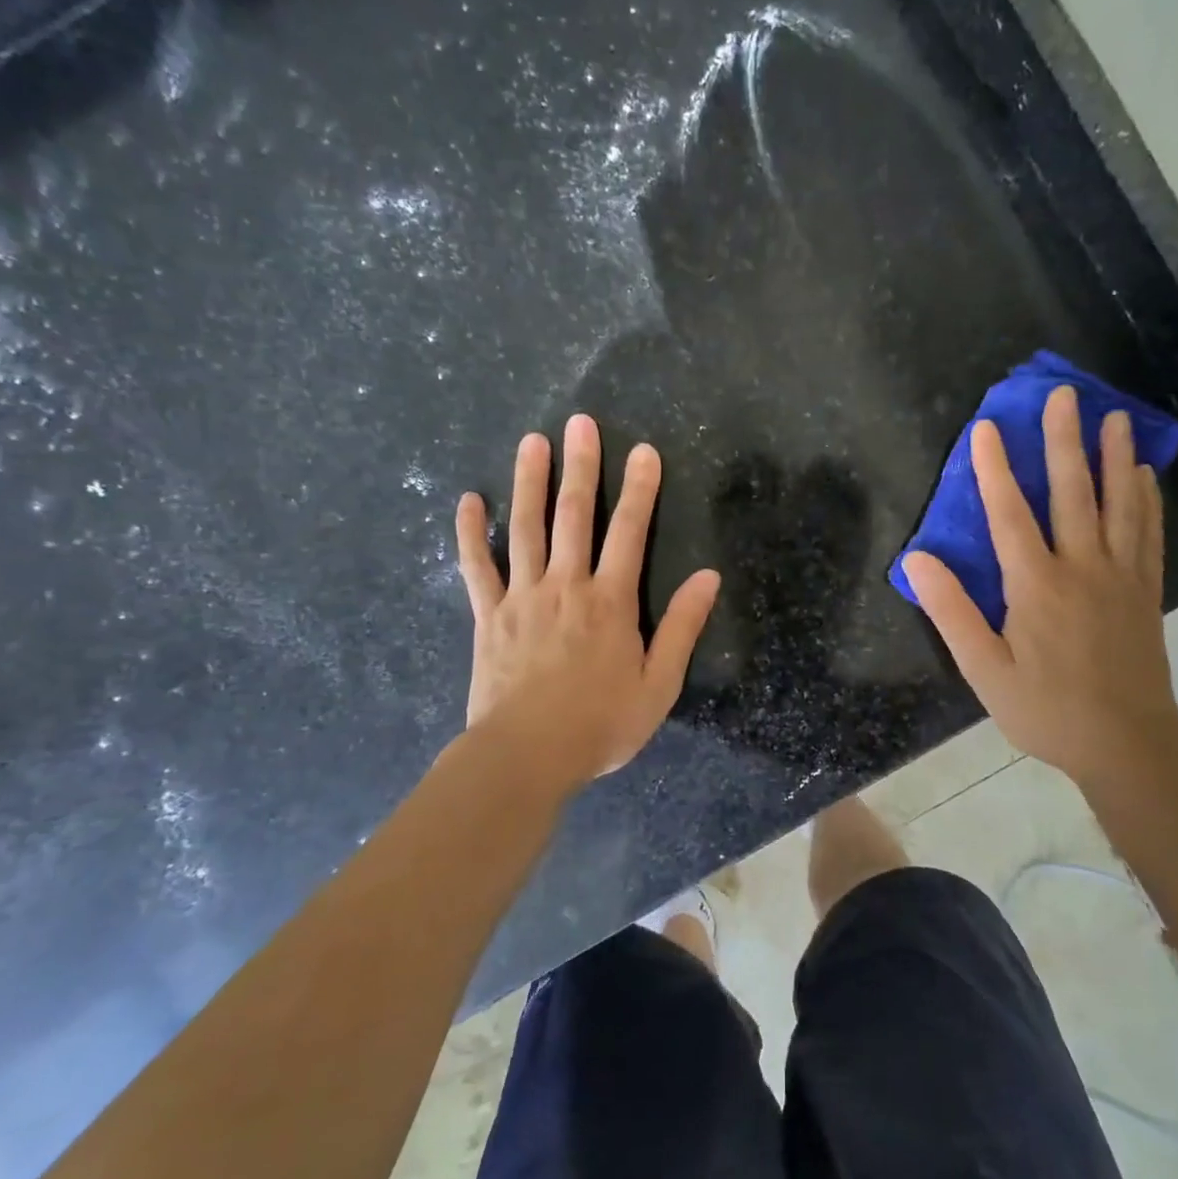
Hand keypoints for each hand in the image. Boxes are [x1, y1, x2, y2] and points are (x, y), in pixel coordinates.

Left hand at [456, 415, 720, 785]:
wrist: (526, 755)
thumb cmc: (600, 724)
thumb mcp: (659, 683)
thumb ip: (683, 626)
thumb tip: (709, 577)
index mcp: (611, 602)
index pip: (630, 532)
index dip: (640, 489)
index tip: (643, 451)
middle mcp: (566, 586)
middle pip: (575, 516)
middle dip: (581, 467)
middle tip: (580, 423)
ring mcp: (522, 597)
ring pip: (526, 528)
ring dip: (530, 483)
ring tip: (532, 442)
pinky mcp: (488, 615)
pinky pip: (476, 567)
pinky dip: (470, 532)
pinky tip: (468, 500)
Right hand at [902, 387, 1177, 788]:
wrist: (1127, 744)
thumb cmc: (1045, 709)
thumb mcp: (983, 670)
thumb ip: (951, 611)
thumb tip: (916, 559)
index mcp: (1035, 585)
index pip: (1010, 513)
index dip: (995, 468)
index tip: (988, 426)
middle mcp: (1081, 568)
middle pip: (1072, 493)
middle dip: (1064, 441)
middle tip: (1065, 395)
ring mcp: (1120, 577)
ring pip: (1118, 504)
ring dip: (1113, 457)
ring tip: (1114, 416)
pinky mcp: (1145, 592)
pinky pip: (1147, 535)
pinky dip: (1146, 501)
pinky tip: (1143, 476)